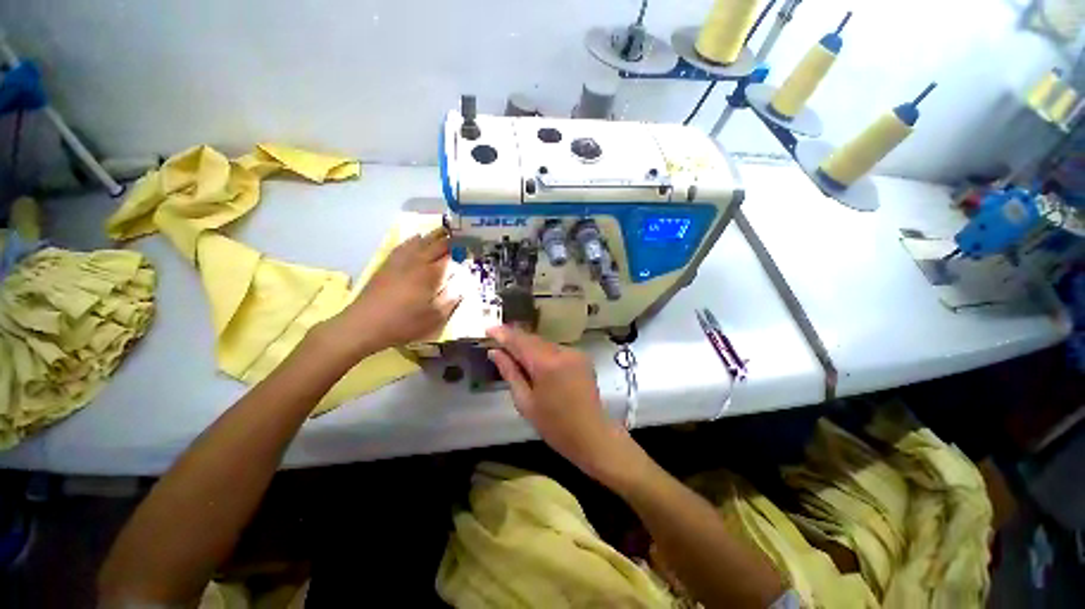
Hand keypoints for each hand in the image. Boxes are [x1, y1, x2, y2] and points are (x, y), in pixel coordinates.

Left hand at [330, 228, 460, 356]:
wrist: (364, 324)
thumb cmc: (403, 323)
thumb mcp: (434, 318)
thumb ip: (451, 299)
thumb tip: (463, 285)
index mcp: (429, 274)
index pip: (449, 255)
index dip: (461, 248)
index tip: (471, 244)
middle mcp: (415, 262)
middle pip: (435, 245)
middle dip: (449, 239)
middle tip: (461, 235)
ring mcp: (399, 261)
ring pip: (418, 242)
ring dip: (432, 235)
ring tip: (443, 231)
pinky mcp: (387, 265)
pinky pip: (403, 246)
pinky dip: (413, 240)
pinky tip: (416, 238)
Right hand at [486, 326, 640, 482]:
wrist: (592, 434)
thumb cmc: (555, 425)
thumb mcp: (525, 402)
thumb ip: (510, 373)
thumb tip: (495, 352)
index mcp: (546, 364)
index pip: (520, 341)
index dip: (503, 334)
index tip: (488, 328)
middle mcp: (562, 352)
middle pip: (533, 339)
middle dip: (515, 339)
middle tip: (497, 341)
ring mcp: (574, 353)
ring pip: (544, 343)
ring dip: (529, 346)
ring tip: (514, 353)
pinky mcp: (582, 357)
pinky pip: (556, 349)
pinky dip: (543, 352)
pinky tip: (535, 361)